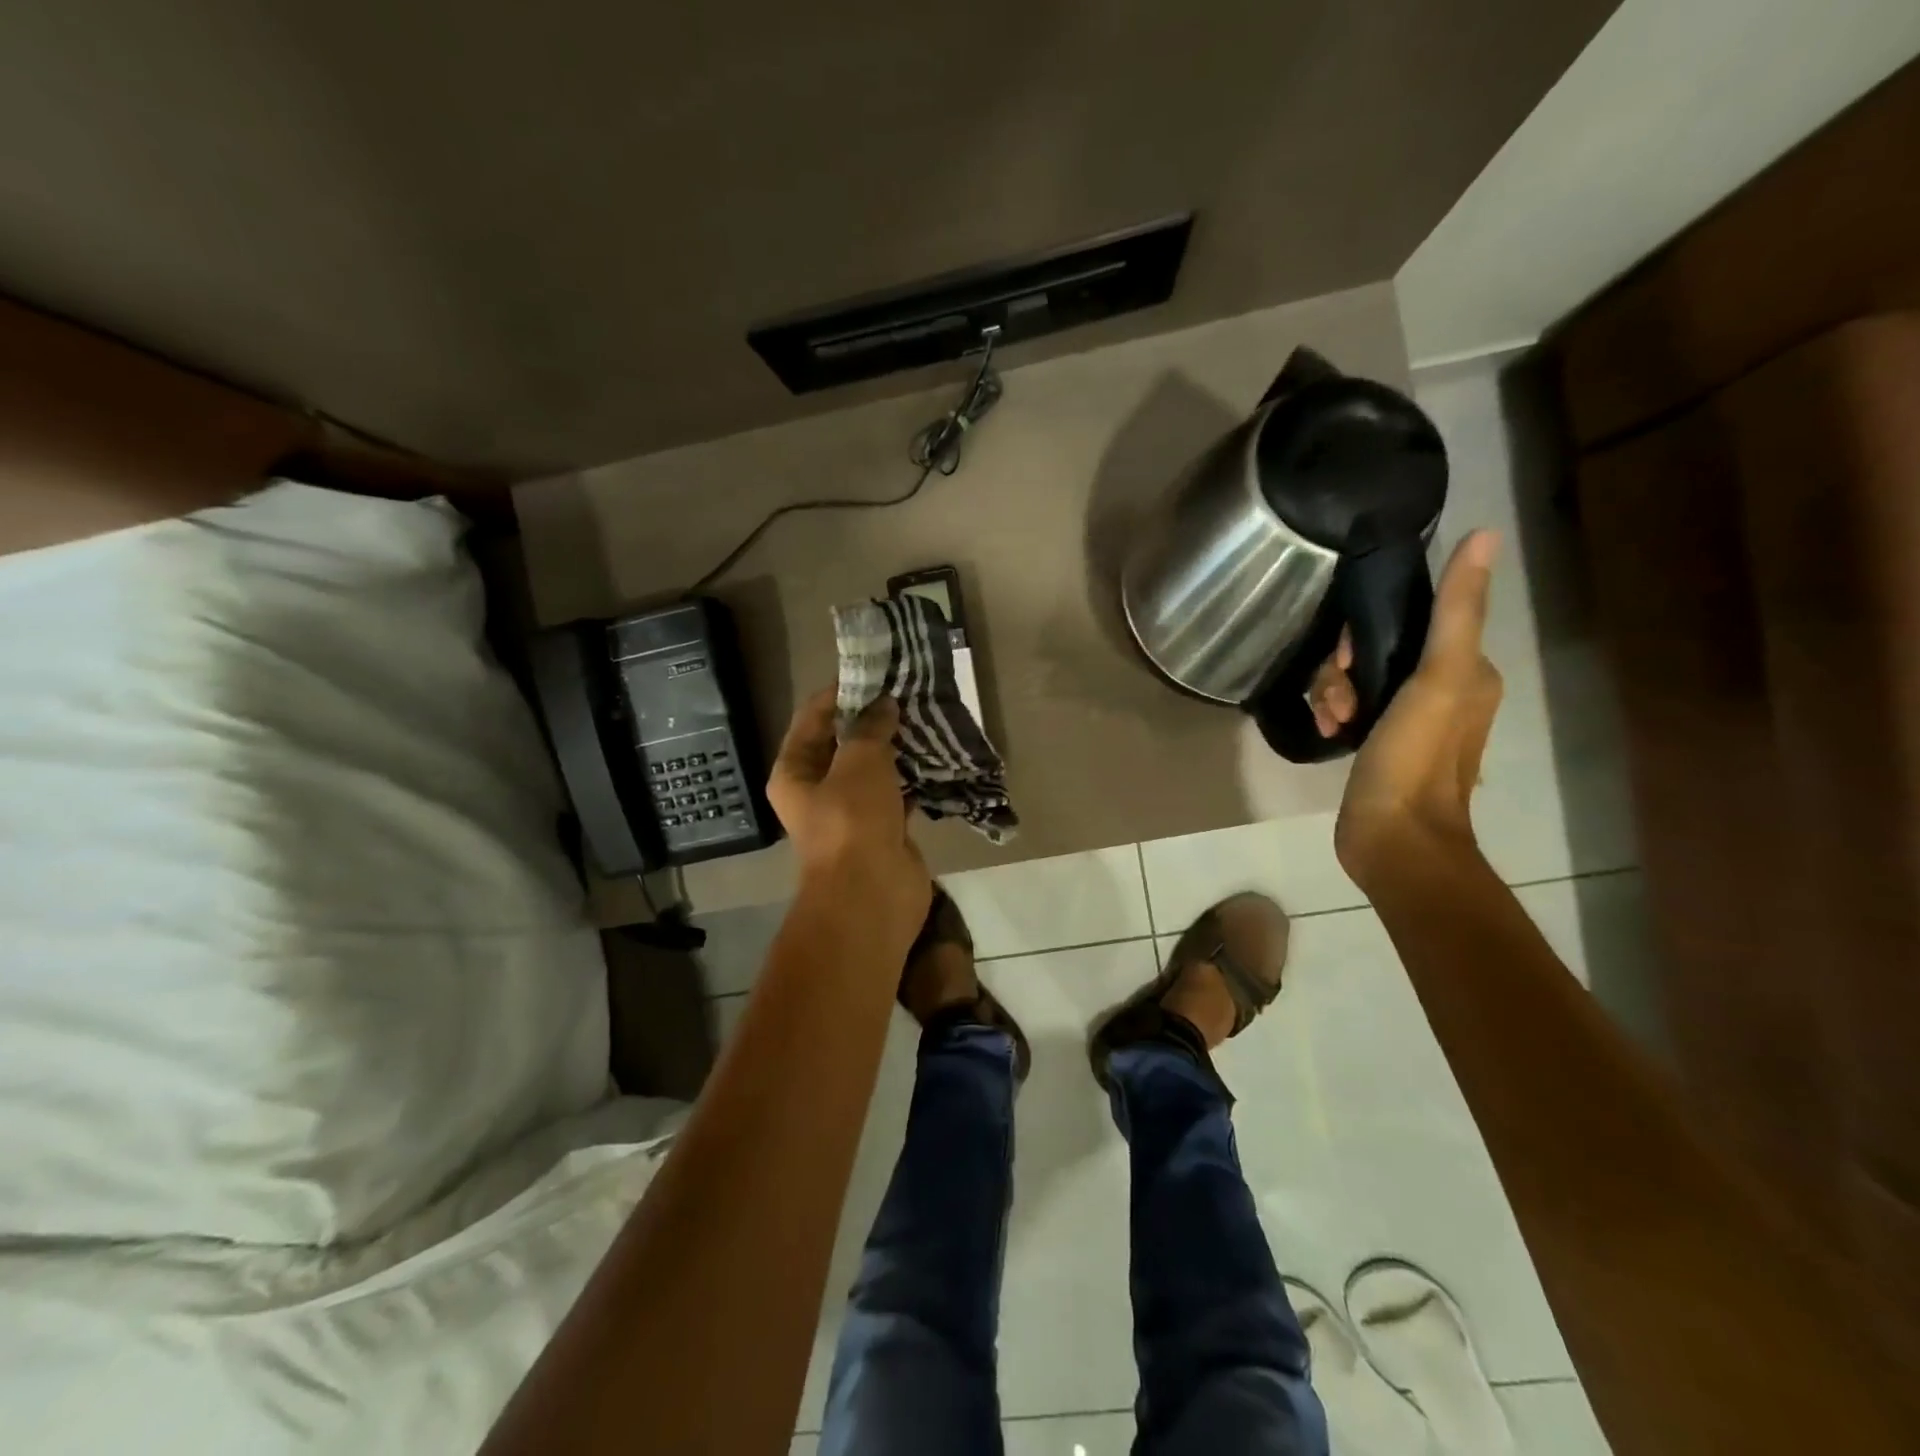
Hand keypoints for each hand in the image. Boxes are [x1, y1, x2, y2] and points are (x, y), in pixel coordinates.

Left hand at [768, 689, 930, 934]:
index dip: (841, 693)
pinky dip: (912, 776)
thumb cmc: (853, 821)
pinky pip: (897, 791)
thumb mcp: (860, 763)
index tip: (875, 672)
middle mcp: (817, 788)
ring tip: (924, 716)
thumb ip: (871, 728)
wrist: (871, 895)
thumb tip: (884, 704)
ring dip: (896, 746)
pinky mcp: (882, 827)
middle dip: (873, 718)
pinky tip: (935, 755)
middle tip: (906, 692)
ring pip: (873, 767)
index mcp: (794, 771)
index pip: (813, 717)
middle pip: (843, 741)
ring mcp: (851, 810)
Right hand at [1317, 531, 1503, 883]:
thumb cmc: (1416, 758)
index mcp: (1467, 670)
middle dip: (1346, 668)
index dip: (1370, 630)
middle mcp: (1443, 690)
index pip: (1412, 621)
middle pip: (1378, 651)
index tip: (1350, 658)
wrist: (1394, 839)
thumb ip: (1456, 611)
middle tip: (1339, 695)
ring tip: (1333, 719)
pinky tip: (1329, 731)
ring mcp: (1408, 721)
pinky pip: (1352, 708)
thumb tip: (1484, 536)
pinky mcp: (1379, 745)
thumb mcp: (1437, 678)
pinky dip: (1335, 714)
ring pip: (1359, 680)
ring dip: (1335, 692)